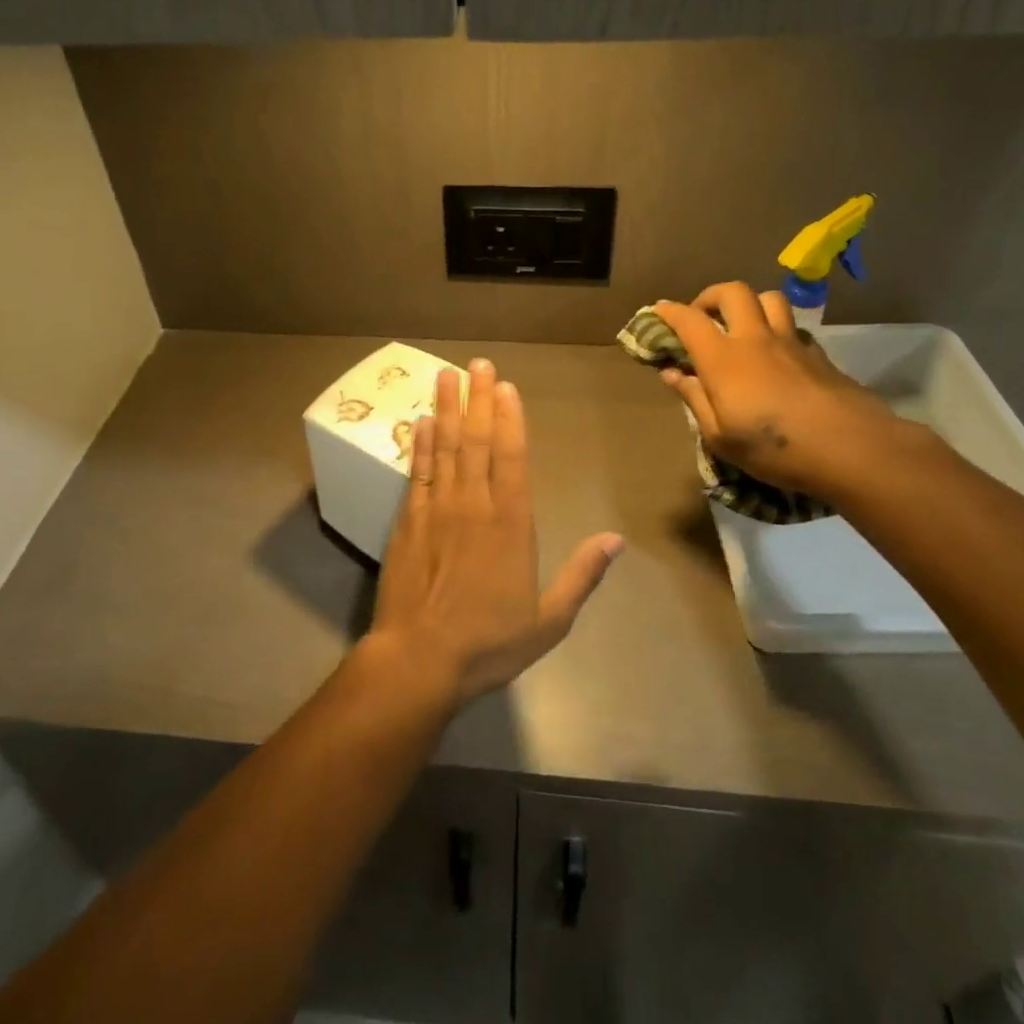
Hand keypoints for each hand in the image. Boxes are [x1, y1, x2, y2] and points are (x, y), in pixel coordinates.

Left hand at [367, 359, 623, 704]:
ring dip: (446, 409)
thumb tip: (616, 540)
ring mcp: (436, 510)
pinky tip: (421, 422)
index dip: (509, 419)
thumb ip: (582, 575)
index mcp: (511, 525)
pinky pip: (416, 472)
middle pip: (476, 441)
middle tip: (477, 364)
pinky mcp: (407, 522)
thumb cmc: (489, 642)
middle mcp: (474, 506)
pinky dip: (419, 444)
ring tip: (446, 375)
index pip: (512, 458)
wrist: (419, 659)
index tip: (506, 387)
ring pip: (444, 448)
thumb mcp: (549, 620)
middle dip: (477, 399)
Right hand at [653, 284, 901, 498]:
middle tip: (702, 315)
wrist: (850, 448)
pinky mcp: (818, 354)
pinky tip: (776, 354)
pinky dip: (777, 330)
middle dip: (710, 296)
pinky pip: (793, 327)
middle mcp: (755, 339)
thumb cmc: (773, 449)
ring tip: (741, 325)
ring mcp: (791, 343)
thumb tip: (673, 374)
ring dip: (749, 304)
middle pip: (732, 292)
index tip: (658, 310)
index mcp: (723, 359)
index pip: (689, 320)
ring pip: (769, 299)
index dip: (669, 311)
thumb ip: (694, 399)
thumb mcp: (720, 437)